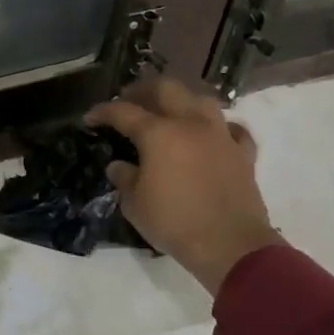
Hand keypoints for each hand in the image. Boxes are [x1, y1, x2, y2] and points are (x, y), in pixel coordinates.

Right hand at [87, 76, 282, 293]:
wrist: (230, 245)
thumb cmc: (174, 222)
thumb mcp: (134, 204)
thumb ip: (124, 178)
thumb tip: (119, 166)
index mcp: (158, 133)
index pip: (123, 111)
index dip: (103, 111)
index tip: (90, 118)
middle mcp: (190, 124)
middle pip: (166, 88)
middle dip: (143, 90)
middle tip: (129, 100)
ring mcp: (221, 136)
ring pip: (202, 100)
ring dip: (182, 100)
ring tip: (170, 112)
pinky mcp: (243, 154)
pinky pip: (232, 129)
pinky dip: (219, 127)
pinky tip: (212, 135)